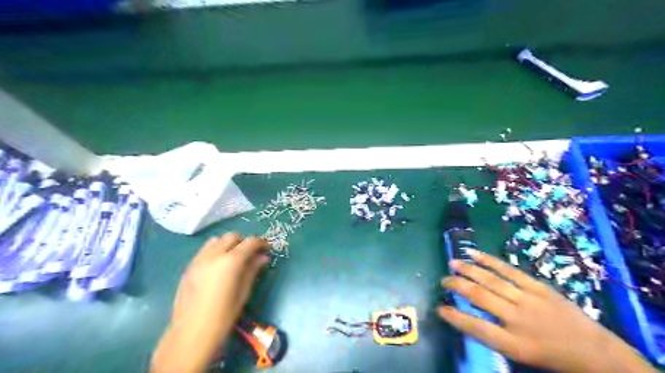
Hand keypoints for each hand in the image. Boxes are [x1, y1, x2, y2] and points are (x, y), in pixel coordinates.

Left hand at [152, 233, 268, 372]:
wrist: (191, 334)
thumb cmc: (223, 316)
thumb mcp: (243, 292)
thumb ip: (253, 270)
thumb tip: (263, 257)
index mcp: (230, 261)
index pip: (250, 242)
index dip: (261, 243)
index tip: (267, 248)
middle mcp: (214, 255)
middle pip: (233, 236)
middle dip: (244, 241)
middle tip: (252, 254)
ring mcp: (199, 259)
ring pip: (217, 240)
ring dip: (228, 243)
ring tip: (234, 257)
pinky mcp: (189, 267)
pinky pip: (205, 249)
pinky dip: (215, 249)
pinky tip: (218, 265)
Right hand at [438, 249, 652, 372]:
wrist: (595, 352)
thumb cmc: (552, 357)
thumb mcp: (520, 355)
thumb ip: (494, 335)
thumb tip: (467, 316)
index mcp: (514, 344)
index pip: (476, 327)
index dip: (455, 316)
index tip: (440, 308)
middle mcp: (518, 319)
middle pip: (480, 297)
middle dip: (457, 286)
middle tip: (443, 281)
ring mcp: (528, 299)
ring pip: (491, 280)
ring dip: (469, 270)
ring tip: (452, 263)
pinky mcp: (538, 286)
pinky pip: (509, 270)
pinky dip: (489, 261)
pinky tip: (474, 253)